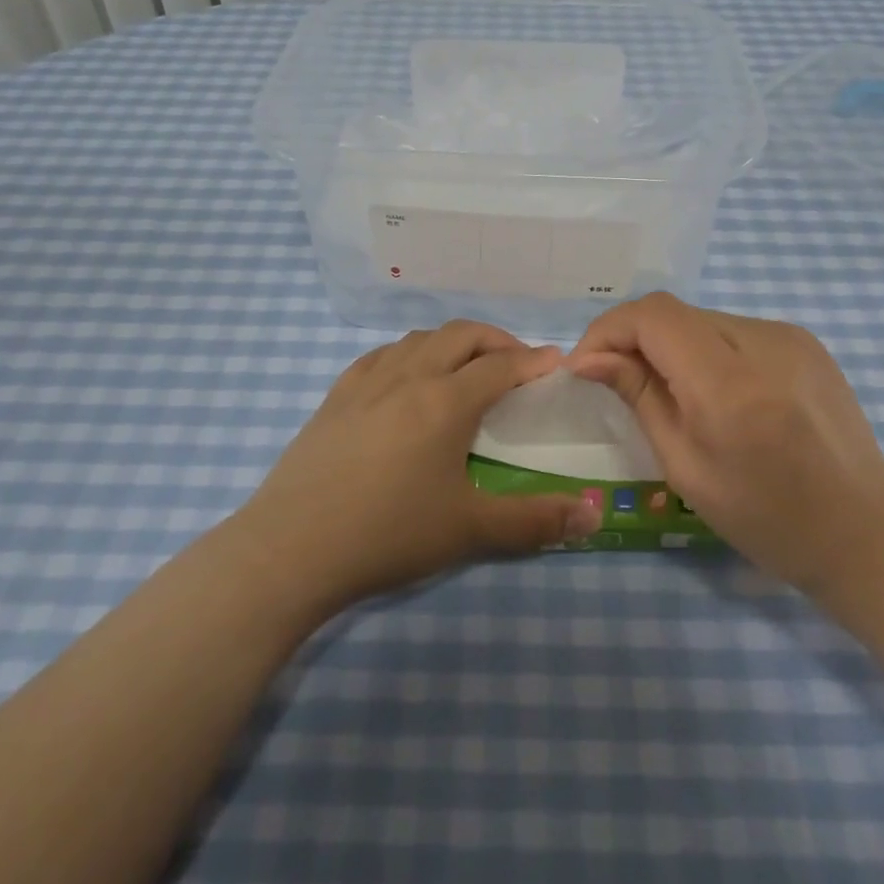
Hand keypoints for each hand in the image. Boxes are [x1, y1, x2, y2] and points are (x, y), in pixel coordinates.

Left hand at [236, 321, 601, 611]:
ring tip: (465, 368)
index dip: (533, 360)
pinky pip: (380, 356)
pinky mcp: (335, 396)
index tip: (555, 363)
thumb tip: (591, 516)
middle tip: (515, 363)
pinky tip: (405, 377)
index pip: (500, 365)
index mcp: (446, 401)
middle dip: (495, 340)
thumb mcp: (469, 531)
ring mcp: (366, 382)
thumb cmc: (388, 535)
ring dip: (451, 343)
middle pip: (460, 335)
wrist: (292, 548)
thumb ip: (535, 521)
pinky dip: (408, 354)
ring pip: (418, 339)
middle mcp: (409, 377)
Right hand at [570, 293, 883, 598]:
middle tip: (618, 382)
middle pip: (674, 313)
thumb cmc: (766, 518)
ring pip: (702, 319)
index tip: (586, 367)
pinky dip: (706, 350)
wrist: (864, 531)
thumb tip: (590, 359)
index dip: (608, 330)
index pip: (652, 316)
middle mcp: (762, 342)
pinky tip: (715, 391)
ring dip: (670, 345)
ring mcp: (790, 336)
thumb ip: (639, 396)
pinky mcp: (805, 340)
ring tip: (670, 392)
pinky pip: (734, 330)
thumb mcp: (685, 465)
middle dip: (633, 339)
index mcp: (728, 384)